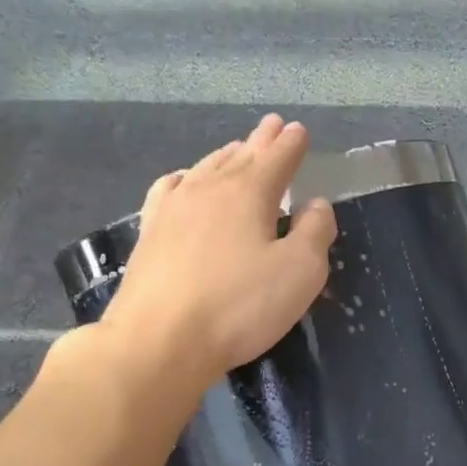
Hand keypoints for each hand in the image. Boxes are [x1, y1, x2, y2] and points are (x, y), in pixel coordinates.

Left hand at [102, 114, 337, 382]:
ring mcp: (173, 207)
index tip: (299, 131)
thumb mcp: (299, 272)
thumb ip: (315, 232)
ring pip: (206, 167)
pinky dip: (186, 177)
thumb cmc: (239, 306)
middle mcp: (209, 188)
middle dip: (260, 141)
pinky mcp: (150, 231)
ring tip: (238, 149)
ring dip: (227, 155)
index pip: (277, 158)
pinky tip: (185, 180)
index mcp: (250, 193)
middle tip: (272, 125)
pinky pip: (170, 189)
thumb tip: (316, 204)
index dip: (291, 144)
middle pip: (240, 155)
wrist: (159, 340)